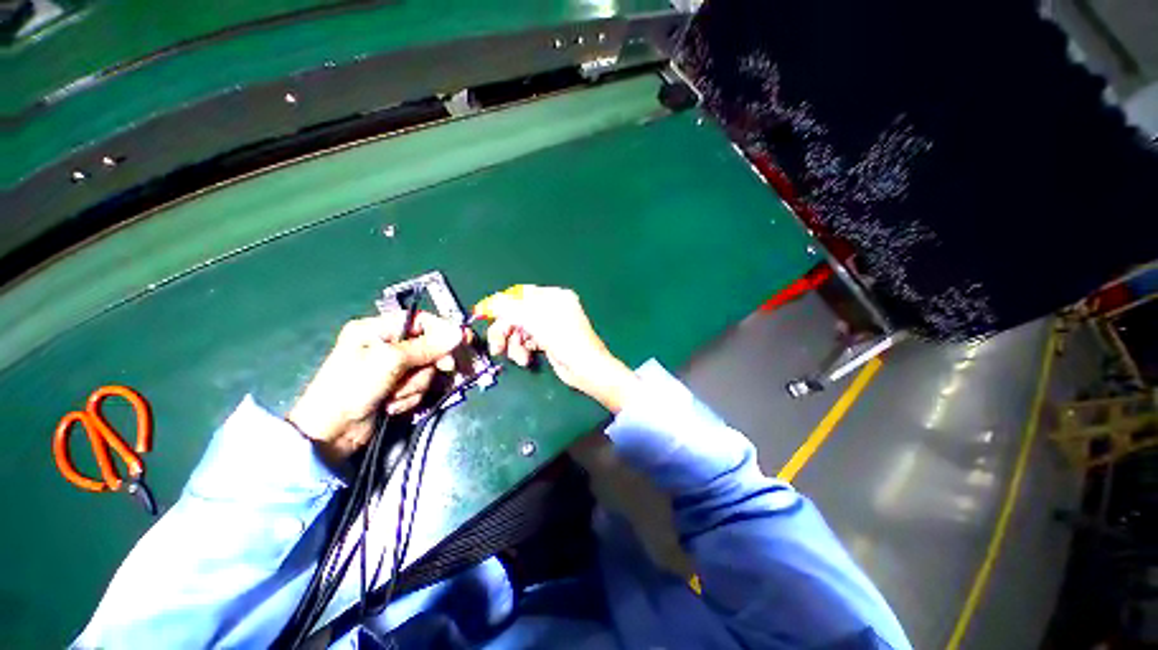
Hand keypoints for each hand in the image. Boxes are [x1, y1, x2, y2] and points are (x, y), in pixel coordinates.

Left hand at [288, 312, 467, 463]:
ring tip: (395, 396)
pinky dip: (410, 396)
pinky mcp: (396, 387)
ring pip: (426, 369)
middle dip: (430, 364)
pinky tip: (392, 405)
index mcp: (377, 329)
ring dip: (417, 385)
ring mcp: (392, 368)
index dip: (444, 331)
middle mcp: (386, 344)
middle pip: (429, 346)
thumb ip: (427, 346)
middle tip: (446, 370)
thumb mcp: (390, 361)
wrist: (330, 434)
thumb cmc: (353, 388)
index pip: (422, 321)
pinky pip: (420, 386)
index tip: (463, 342)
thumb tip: (459, 333)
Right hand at [484, 286, 639, 412]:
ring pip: (521, 330)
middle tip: (497, 347)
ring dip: (514, 345)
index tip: (485, 316)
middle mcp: (552, 308)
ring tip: (519, 359)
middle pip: (518, 314)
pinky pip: (527, 341)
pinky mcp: (548, 341)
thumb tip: (491, 301)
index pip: (521, 294)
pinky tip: (526, 359)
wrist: (586, 369)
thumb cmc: (564, 339)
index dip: (502, 305)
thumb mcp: (535, 321)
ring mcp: (550, 326)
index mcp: (554, 296)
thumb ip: (511, 309)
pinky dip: (523, 350)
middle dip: (506, 330)